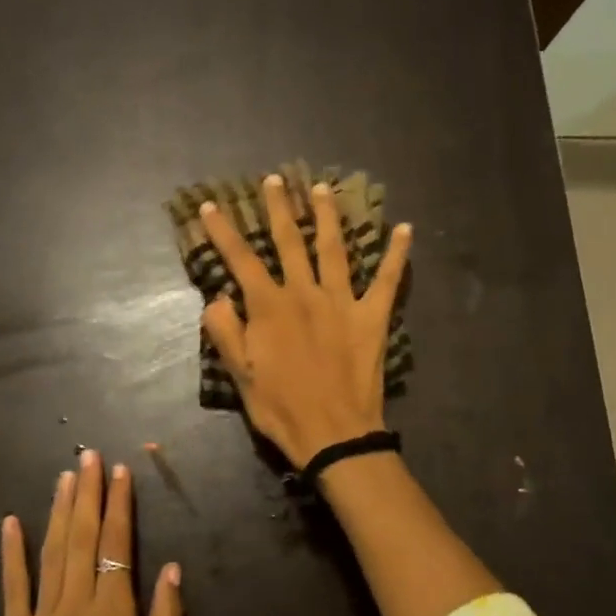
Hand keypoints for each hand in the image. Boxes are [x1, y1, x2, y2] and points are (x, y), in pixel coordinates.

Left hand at [0, 450, 183, 615]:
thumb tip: (170, 569)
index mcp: (113, 613)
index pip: (116, 545)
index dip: (119, 506)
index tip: (121, 473)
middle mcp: (76, 604)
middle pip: (82, 538)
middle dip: (87, 494)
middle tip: (89, 456)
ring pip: (51, 552)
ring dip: (58, 511)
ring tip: (65, 476)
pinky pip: (13, 587)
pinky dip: (12, 553)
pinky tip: (14, 522)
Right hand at [200, 173, 411, 468]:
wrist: (334, 434)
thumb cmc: (282, 408)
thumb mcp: (240, 376)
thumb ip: (226, 332)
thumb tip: (218, 297)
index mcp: (270, 307)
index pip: (241, 260)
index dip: (224, 231)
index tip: (210, 205)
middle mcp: (306, 293)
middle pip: (290, 241)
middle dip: (280, 209)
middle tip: (276, 180)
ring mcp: (343, 302)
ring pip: (334, 248)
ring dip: (328, 216)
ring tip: (324, 188)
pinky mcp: (373, 317)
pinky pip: (389, 279)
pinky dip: (397, 253)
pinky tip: (406, 228)